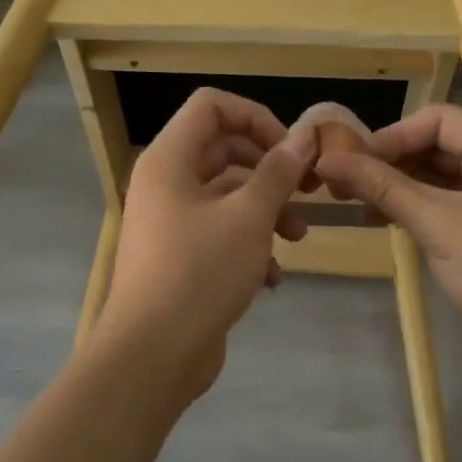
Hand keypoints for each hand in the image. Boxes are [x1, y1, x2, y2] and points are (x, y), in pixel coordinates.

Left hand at [93, 88, 311, 398]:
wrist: (153, 354)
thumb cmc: (200, 272)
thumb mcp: (249, 218)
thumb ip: (277, 173)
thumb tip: (304, 138)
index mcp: (169, 160)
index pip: (211, 107)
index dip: (255, 117)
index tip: (291, 149)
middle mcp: (166, 184)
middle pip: (223, 150)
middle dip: (269, 168)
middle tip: (307, 189)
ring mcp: (171, 222)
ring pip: (227, 196)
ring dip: (267, 210)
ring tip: (299, 238)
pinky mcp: (181, 257)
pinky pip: (220, 233)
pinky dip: (249, 245)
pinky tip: (272, 278)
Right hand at [315, 105, 461, 394]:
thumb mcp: (436, 224)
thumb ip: (382, 186)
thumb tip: (327, 159)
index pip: (438, 120)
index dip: (391, 136)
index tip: (351, 162)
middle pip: (441, 145)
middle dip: (393, 163)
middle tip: (347, 185)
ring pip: (446, 177)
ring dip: (403, 188)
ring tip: (362, 207)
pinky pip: (456, 204)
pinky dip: (423, 209)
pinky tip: (391, 224)